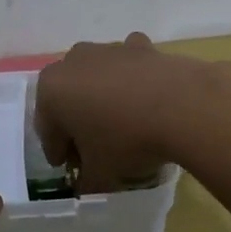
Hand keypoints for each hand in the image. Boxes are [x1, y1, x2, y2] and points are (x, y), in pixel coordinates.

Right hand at [34, 33, 202, 191]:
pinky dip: (133, 80)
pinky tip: (146, 99)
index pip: (48, 130)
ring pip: (97, 79)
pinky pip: (129, 66)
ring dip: (104, 99)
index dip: (59, 153)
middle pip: (69, 99)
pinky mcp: (141, 46)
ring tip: (123, 127)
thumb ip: (86, 181)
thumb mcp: (100, 174)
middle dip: (78, 122)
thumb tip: (86, 184)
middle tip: (94, 149)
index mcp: (51, 90)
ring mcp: (109, 49)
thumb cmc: (127, 140)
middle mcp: (74, 61)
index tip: (70, 168)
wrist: (182, 106)